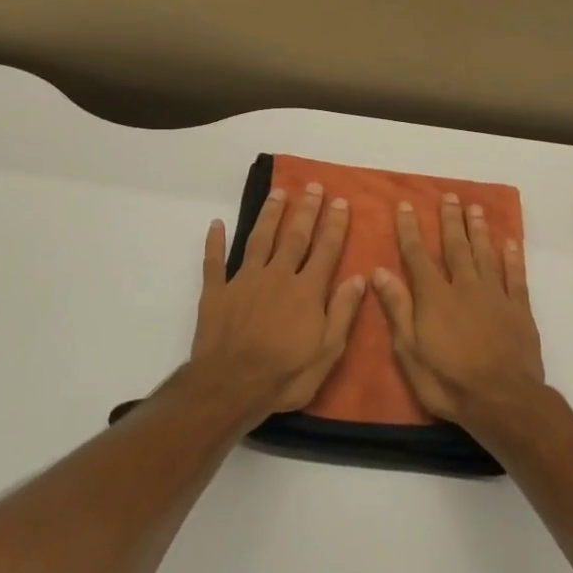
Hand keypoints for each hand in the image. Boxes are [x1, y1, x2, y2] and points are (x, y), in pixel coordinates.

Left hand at [185, 182, 365, 425]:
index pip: (325, 250)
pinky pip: (214, 262)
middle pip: (294, 236)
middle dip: (306, 210)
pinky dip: (214, 242)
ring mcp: (244, 281)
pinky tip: (216, 224)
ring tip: (278, 193)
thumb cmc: (284, 375)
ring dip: (269, 215)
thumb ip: (343, 313)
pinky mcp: (216, 292)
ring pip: (259, 239)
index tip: (341, 202)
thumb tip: (358, 278)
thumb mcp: (327, 352)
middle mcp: (277, 276)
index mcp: (306, 291)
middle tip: (313, 186)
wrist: (230, 386)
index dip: (334, 225)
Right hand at [371, 193, 544, 428]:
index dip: (410, 230)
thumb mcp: (410, 352)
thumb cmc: (448, 382)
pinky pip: (515, 276)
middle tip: (448, 196)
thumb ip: (397, 309)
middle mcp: (465, 287)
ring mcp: (495, 296)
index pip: (418, 255)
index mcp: (435, 297)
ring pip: (485, 254)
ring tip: (475, 208)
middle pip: (456, 247)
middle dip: (450, 220)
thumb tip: (380, 272)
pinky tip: (509, 242)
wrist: (502, 401)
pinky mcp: (519, 309)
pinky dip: (512, 257)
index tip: (405, 206)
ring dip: (479, 230)